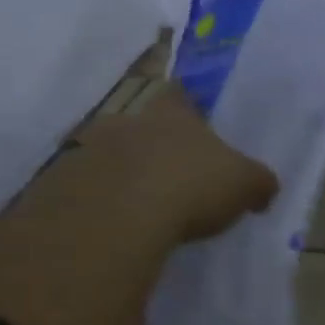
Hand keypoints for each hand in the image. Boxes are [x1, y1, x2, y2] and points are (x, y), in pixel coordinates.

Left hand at [78, 84, 278, 242]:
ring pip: (110, 157)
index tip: (196, 127)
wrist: (114, 219)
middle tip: (175, 176)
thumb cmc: (191, 186)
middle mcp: (127, 121)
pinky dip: (100, 205)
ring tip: (145, 208)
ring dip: (125, 176)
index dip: (187, 108)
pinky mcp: (58, 186)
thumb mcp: (245, 185)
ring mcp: (87, 151)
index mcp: (173, 113)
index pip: (178, 95)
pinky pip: (85, 191)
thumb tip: (265, 189)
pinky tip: (118, 228)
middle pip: (142, 126)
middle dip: (156, 147)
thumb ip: (258, 182)